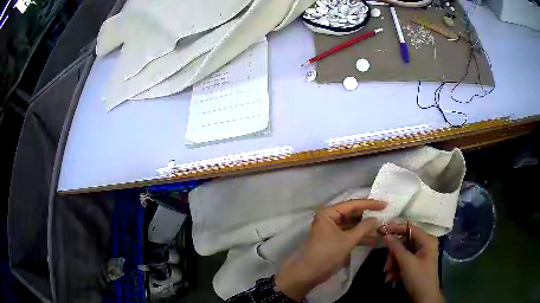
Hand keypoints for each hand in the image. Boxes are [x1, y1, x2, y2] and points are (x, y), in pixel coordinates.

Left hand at [275, 199, 386, 301]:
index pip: (353, 204)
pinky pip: (349, 234)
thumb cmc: (327, 254)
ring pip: (352, 225)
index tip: (385, 204)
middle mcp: (329, 218)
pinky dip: (359, 236)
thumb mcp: (347, 240)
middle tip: (384, 215)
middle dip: (368, 216)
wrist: (308, 274)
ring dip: (365, 228)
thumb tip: (376, 219)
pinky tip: (372, 240)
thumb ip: (364, 228)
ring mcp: (331, 229)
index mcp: (329, 213)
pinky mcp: (333, 239)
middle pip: (352, 213)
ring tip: (381, 229)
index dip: (370, 204)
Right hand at [382, 223, 443, 302]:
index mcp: (426, 240)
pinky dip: (396, 269)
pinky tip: (392, 278)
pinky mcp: (415, 263)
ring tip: (388, 276)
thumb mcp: (406, 262)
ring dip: (393, 265)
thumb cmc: (418, 277)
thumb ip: (396, 247)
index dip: (395, 228)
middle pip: (403, 243)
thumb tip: (385, 234)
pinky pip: (403, 261)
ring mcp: (420, 254)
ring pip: (401, 253)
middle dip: (393, 256)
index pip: (409, 228)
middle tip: (386, 268)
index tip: (380, 231)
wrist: (424, 298)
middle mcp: (424, 244)